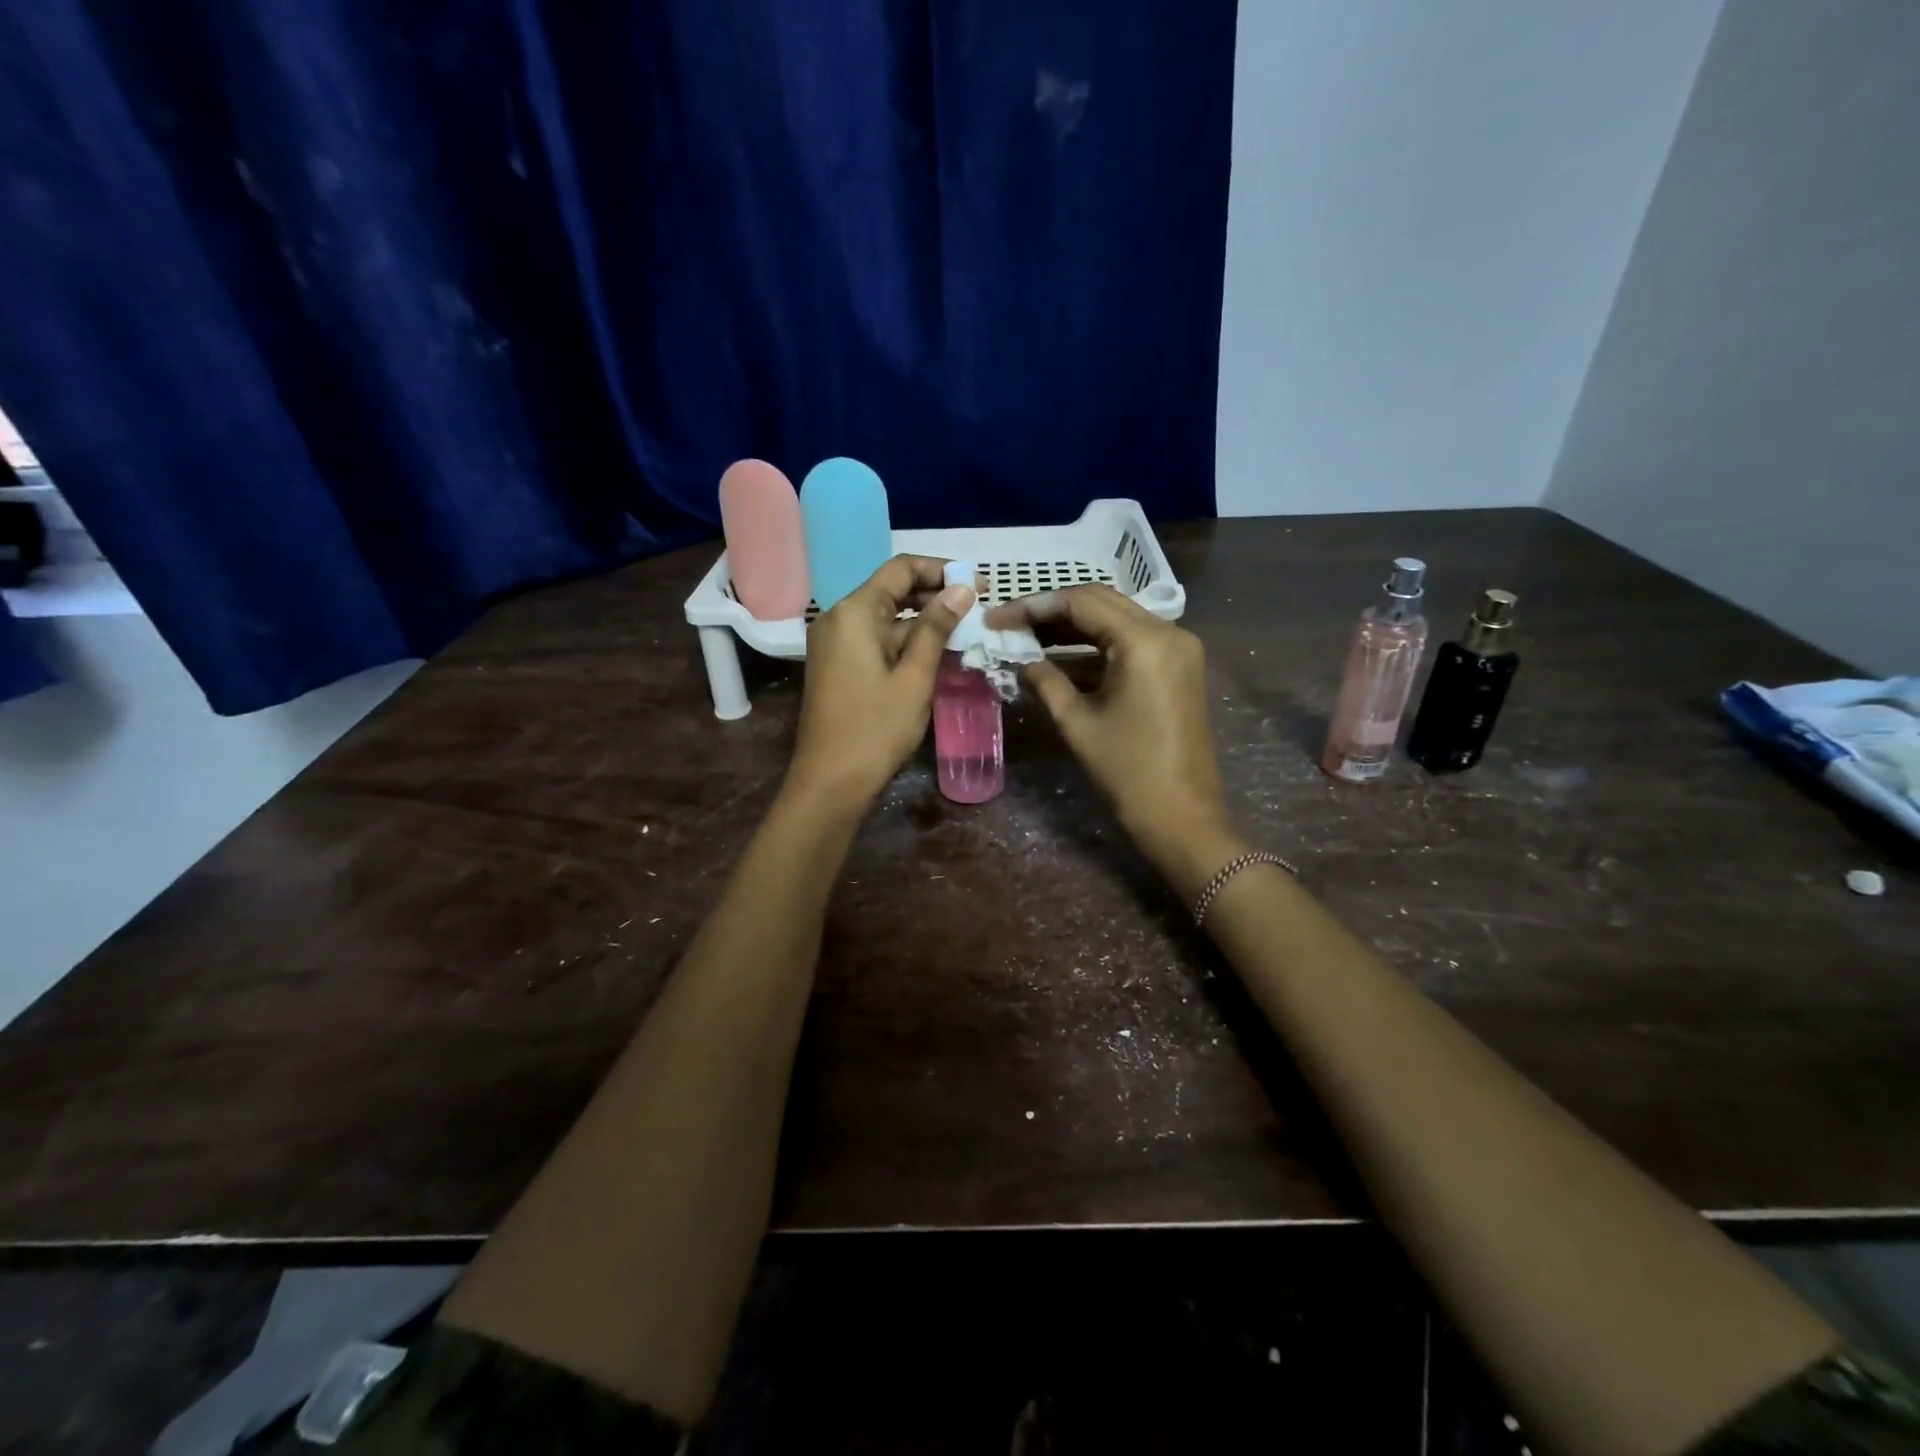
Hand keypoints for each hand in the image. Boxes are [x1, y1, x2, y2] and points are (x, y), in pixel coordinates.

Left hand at [786, 556, 973, 811]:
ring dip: (923, 622)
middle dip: (935, 595)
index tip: (979, 584)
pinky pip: (875, 639)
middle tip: (978, 609)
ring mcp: (834, 643)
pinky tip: (935, 654)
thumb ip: (937, 627)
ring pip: (886, 618)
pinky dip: (904, 641)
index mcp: (855, 612)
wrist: (831, 781)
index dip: (942, 570)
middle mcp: (839, 618)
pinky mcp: (836, 665)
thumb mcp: (915, 676)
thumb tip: (963, 588)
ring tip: (965, 633)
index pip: (901, 569)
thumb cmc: (876, 728)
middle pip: (892, 590)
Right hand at [986, 586, 1240, 892]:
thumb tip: (1021, 660)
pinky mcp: (1178, 667)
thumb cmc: (1127, 770)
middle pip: (1101, 602)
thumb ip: (1045, 680)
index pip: (1081, 602)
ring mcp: (1178, 648)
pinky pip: (1131, 643)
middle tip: (1011, 626)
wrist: (1182, 816)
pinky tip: (1060, 659)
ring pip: (1116, 620)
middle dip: (1052, 612)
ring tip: (1028, 640)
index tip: (997, 620)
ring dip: (1073, 628)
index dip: (1033, 606)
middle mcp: (1168, 631)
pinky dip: (1096, 647)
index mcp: (1144, 640)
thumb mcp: (1077, 722)